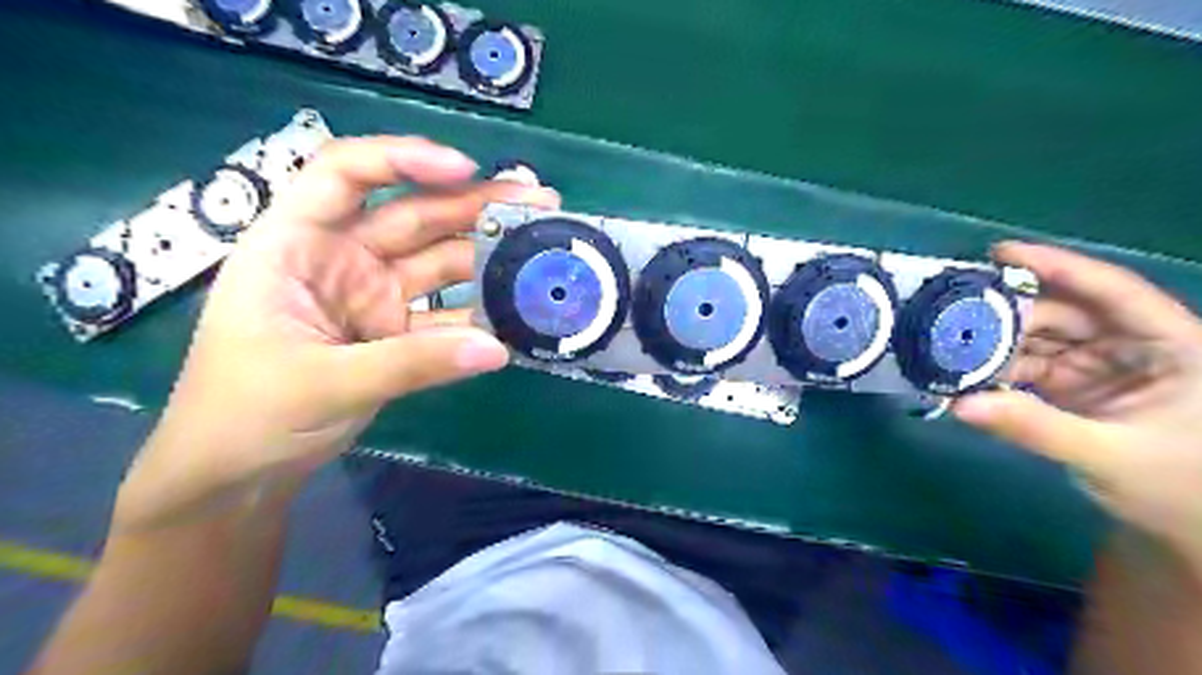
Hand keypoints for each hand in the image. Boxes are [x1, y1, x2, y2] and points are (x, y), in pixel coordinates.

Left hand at [117, 138, 557, 527]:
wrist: (239, 473)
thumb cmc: (246, 414)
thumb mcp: (324, 383)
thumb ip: (413, 364)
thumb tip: (498, 350)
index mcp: (296, 244)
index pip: (344, 174)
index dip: (403, 159)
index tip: (464, 169)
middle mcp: (341, 258)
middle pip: (413, 215)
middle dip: (474, 204)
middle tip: (538, 200)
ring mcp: (374, 295)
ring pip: (439, 261)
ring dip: (488, 254)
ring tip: (542, 246)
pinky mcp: (396, 331)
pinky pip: (447, 312)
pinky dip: (481, 311)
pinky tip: (519, 306)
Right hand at [949, 244, 1201, 565]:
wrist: (1185, 530)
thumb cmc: (1176, 491)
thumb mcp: (1109, 457)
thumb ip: (1035, 427)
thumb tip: (959, 404)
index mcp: (1174, 346)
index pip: (1113, 292)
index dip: (1058, 267)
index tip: (1000, 253)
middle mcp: (1135, 346)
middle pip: (1065, 314)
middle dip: (1009, 315)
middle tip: (953, 318)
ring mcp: (1103, 366)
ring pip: (1040, 340)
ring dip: (997, 345)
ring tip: (949, 347)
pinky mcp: (1076, 386)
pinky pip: (1030, 367)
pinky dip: (998, 371)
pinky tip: (967, 373)